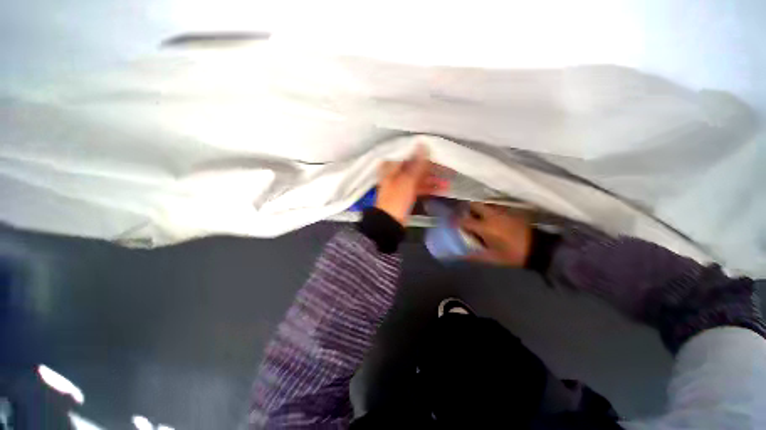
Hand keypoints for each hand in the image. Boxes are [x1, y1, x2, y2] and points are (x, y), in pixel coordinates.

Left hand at [375, 145, 447, 224]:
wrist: (389, 223)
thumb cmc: (396, 200)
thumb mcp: (407, 181)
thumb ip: (416, 164)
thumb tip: (423, 143)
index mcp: (392, 167)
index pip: (409, 154)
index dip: (424, 154)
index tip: (438, 153)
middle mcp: (396, 173)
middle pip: (416, 166)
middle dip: (432, 169)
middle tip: (448, 169)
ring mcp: (401, 184)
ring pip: (419, 177)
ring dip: (433, 180)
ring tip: (448, 182)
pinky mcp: (406, 194)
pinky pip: (419, 187)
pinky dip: (429, 188)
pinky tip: (442, 189)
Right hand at [459, 202, 532, 266]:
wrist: (539, 248)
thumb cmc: (513, 254)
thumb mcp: (492, 258)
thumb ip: (474, 256)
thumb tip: (460, 255)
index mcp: (484, 227)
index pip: (464, 220)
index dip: (457, 222)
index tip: (455, 225)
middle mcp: (491, 215)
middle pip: (474, 204)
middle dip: (468, 209)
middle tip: (467, 217)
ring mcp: (501, 211)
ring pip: (485, 204)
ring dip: (479, 209)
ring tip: (479, 217)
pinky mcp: (510, 210)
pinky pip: (495, 206)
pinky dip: (490, 210)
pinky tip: (492, 218)